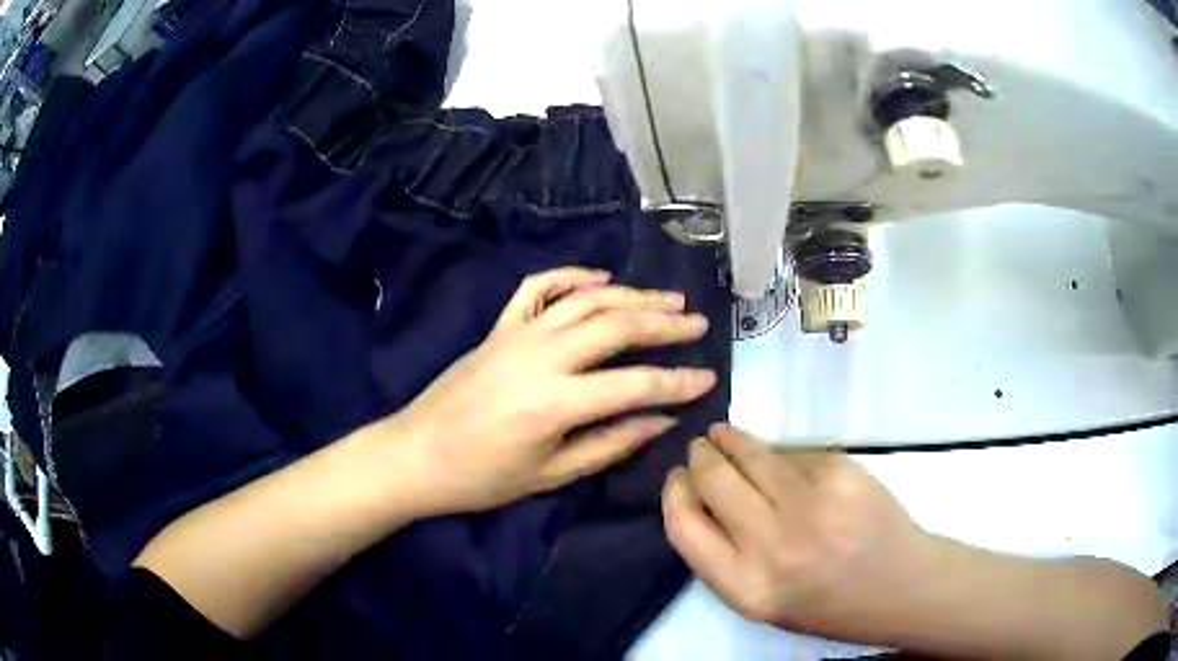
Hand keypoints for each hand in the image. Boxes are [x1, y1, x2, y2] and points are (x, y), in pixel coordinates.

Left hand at [390, 268, 717, 514]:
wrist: (416, 455)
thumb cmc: (482, 478)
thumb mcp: (551, 474)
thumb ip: (611, 443)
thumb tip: (661, 422)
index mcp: (555, 403)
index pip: (635, 385)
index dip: (677, 382)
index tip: (708, 377)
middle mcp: (541, 356)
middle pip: (615, 326)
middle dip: (663, 324)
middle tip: (697, 323)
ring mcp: (517, 335)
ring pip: (585, 300)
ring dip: (630, 295)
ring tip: (666, 300)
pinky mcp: (499, 328)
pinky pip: (537, 289)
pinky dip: (571, 277)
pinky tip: (600, 278)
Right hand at [662, 425, 933, 643]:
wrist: (900, 587)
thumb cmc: (828, 604)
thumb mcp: (762, 600)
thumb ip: (726, 555)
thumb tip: (703, 494)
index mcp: (745, 587)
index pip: (683, 525)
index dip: (674, 493)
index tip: (678, 478)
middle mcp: (772, 546)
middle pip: (714, 481)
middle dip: (701, 457)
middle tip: (701, 447)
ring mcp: (811, 504)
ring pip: (754, 455)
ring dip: (733, 440)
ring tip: (726, 435)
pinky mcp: (842, 474)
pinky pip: (796, 455)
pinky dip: (782, 454)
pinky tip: (781, 458)